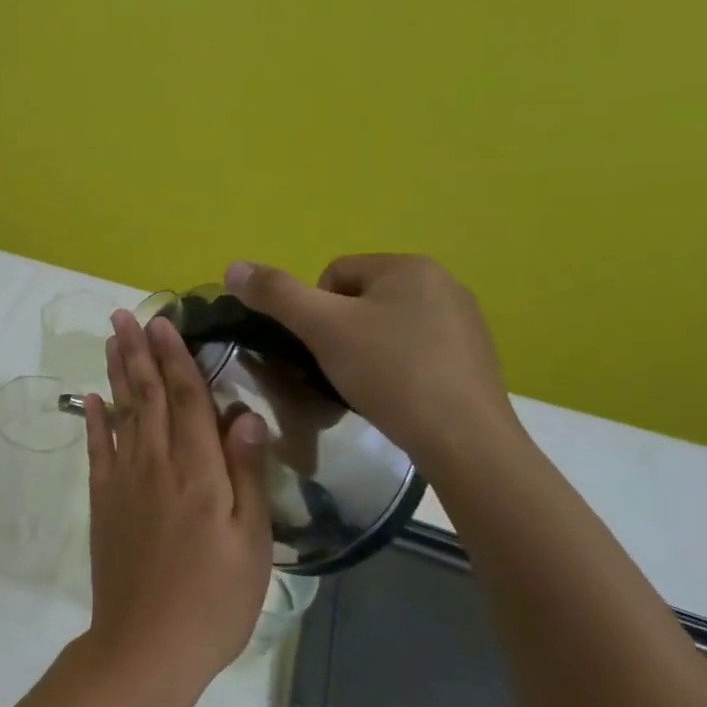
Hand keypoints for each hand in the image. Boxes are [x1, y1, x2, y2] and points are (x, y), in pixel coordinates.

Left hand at [80, 310, 272, 692]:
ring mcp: (124, 481)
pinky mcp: (102, 502)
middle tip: (125, 314)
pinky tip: (91, 398)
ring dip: (116, 372)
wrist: (146, 646)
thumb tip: (244, 414)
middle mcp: (156, 464)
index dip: (176, 358)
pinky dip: (94, 420)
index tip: (164, 322)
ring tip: (111, 339)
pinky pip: (97, 450)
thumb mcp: (252, 542)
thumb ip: (247, 473)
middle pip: (147, 395)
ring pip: (120, 413)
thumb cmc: (214, 600)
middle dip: (138, 351)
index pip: (187, 399)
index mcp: (199, 471)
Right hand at [224, 255, 518, 479]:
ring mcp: (464, 321)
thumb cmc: (390, 372)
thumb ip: (276, 294)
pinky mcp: (474, 358)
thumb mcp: (322, 328)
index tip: (322, 349)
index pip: (334, 274)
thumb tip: (232, 266)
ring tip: (367, 387)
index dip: (315, 313)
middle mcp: (443, 283)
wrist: (464, 440)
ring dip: (367, 352)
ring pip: (387, 327)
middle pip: (360, 300)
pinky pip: (416, 351)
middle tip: (340, 370)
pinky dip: (398, 370)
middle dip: (341, 333)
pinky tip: (398, 397)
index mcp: (409, 266)